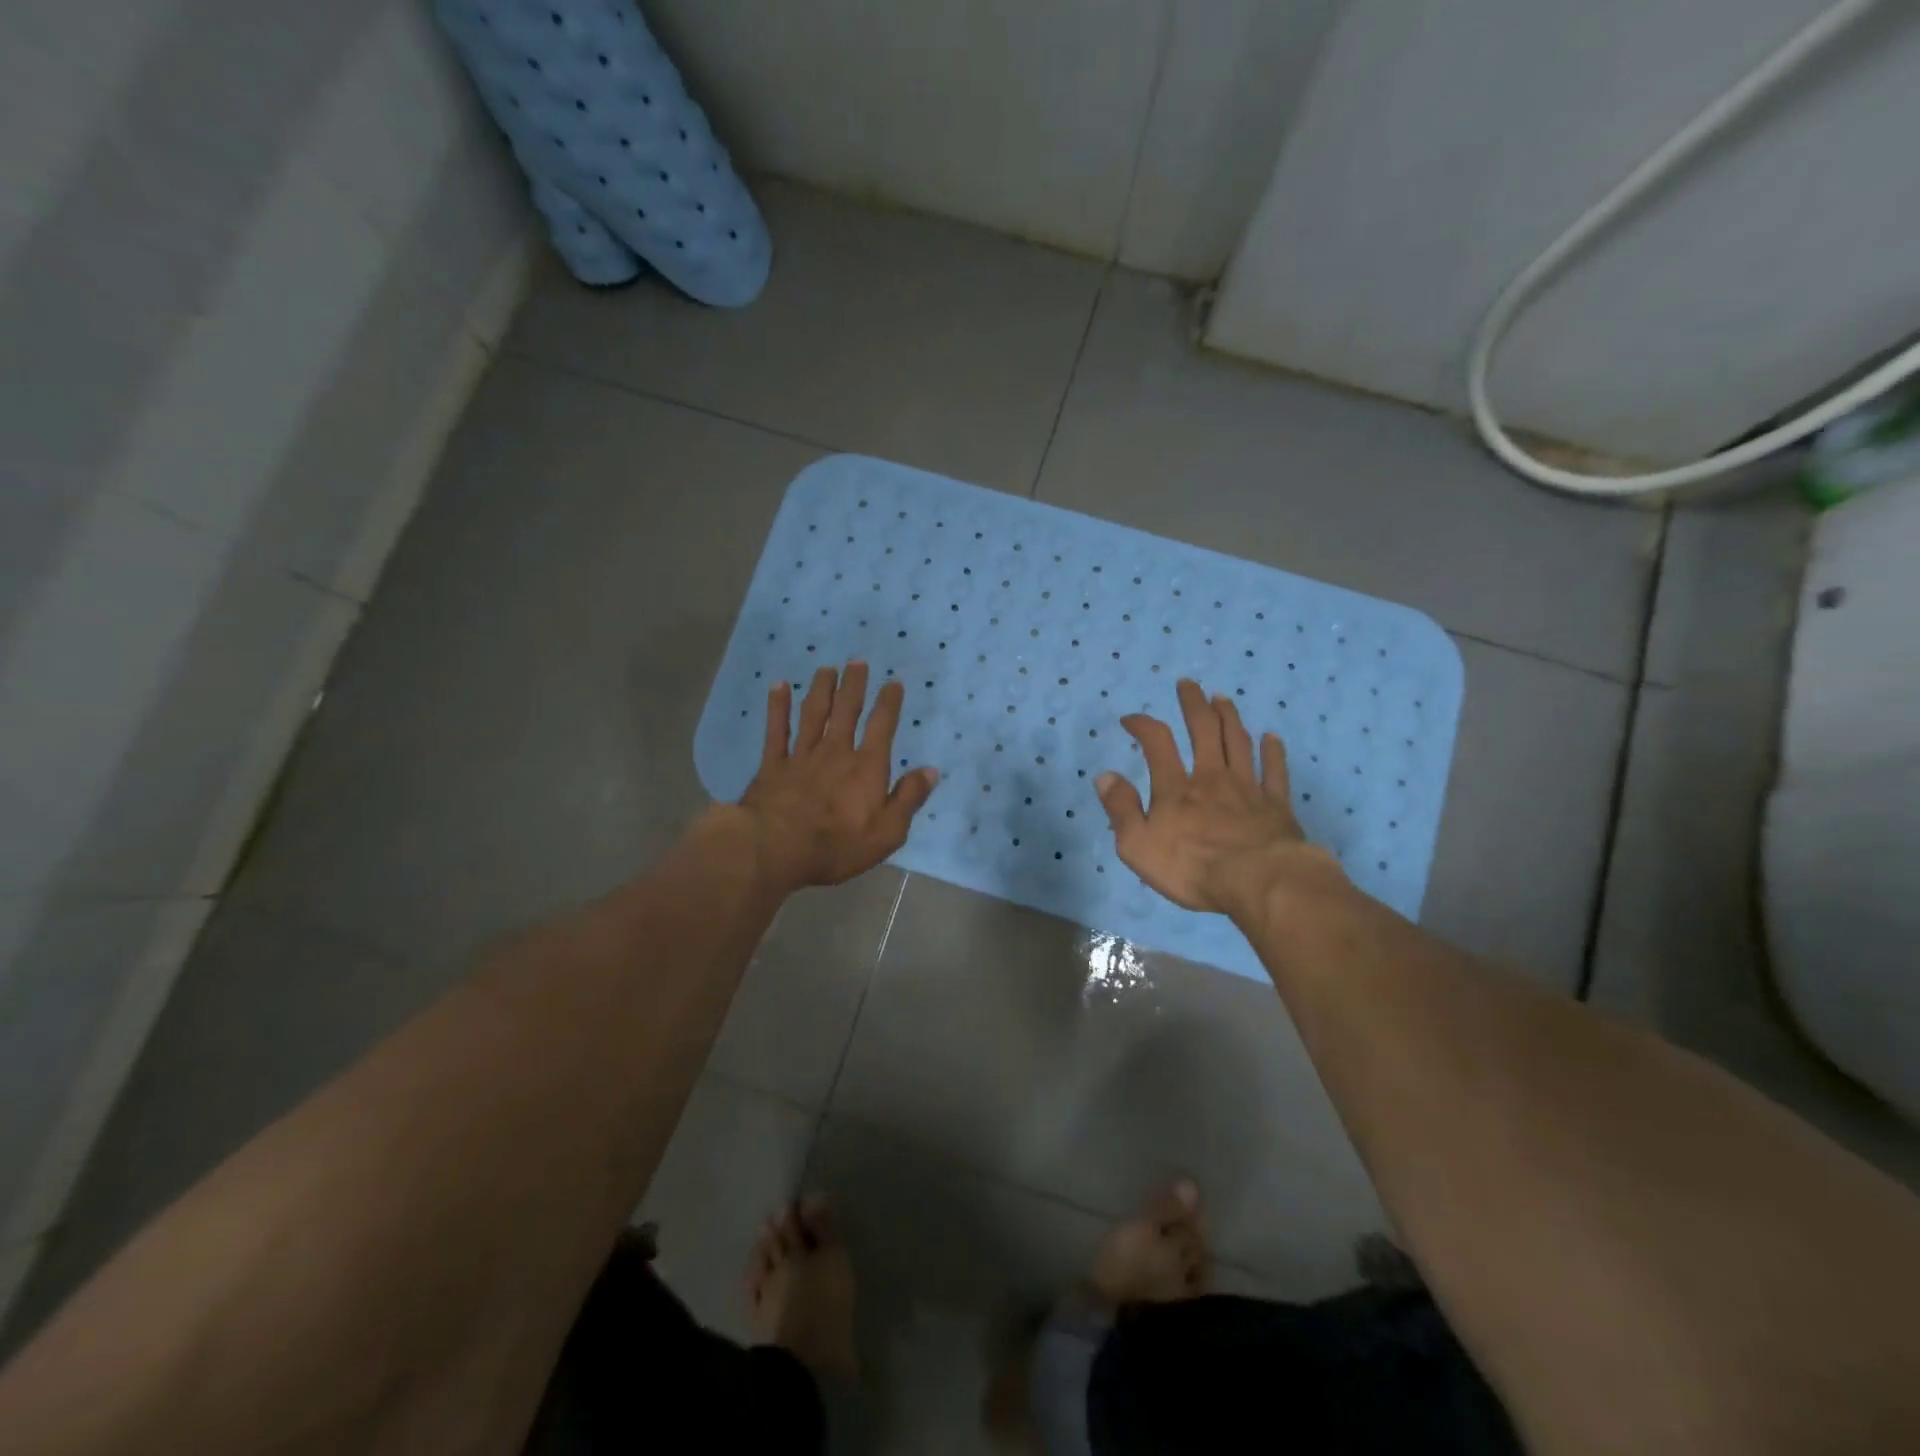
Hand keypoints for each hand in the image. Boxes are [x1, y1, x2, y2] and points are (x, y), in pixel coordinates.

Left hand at [731, 662, 937, 893]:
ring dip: (821, 689)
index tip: (893, 683)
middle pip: (847, 710)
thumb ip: (909, 799)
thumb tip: (930, 771)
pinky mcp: (773, 764)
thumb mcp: (887, 832)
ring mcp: (802, 755)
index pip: (882, 726)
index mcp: (866, 767)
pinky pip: (777, 729)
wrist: (775, 848)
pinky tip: (779, 686)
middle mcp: (836, 752)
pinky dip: (778, 706)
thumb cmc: (837, 846)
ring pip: (813, 713)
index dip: (889, 703)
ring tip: (826, 668)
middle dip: (854, 685)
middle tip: (857, 662)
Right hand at [1095, 679, 1330, 915]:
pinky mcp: (1276, 805)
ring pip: (1238, 742)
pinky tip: (1272, 738)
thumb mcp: (1138, 846)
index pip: (1156, 743)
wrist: (1259, 882)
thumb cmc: (1192, 868)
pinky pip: (1274, 771)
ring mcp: (1247, 789)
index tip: (1130, 719)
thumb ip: (1121, 809)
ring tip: (1222, 698)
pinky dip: (1273, 752)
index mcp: (1176, 788)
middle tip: (1187, 684)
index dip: (1142, 725)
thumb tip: (1105, 776)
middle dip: (1193, 704)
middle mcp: (1211, 778)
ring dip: (1228, 717)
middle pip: (1203, 730)